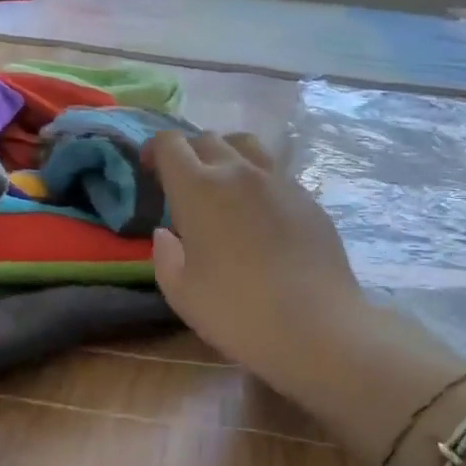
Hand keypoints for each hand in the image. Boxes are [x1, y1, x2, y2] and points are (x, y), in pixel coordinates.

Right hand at [147, 131, 369, 395]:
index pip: (169, 144)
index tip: (149, 170)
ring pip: (247, 146)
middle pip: (207, 139)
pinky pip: (275, 172)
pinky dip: (258, 180)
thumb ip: (165, 257)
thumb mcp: (181, 293)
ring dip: (226, 155)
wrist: (317, 327)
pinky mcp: (308, 198)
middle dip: (188, 153)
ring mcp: (279, 181)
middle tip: (183, 183)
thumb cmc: (237, 312)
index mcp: (198, 188)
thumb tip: (165, 234)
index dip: (153, 150)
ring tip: (223, 184)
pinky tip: (260, 213)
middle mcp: (238, 172)